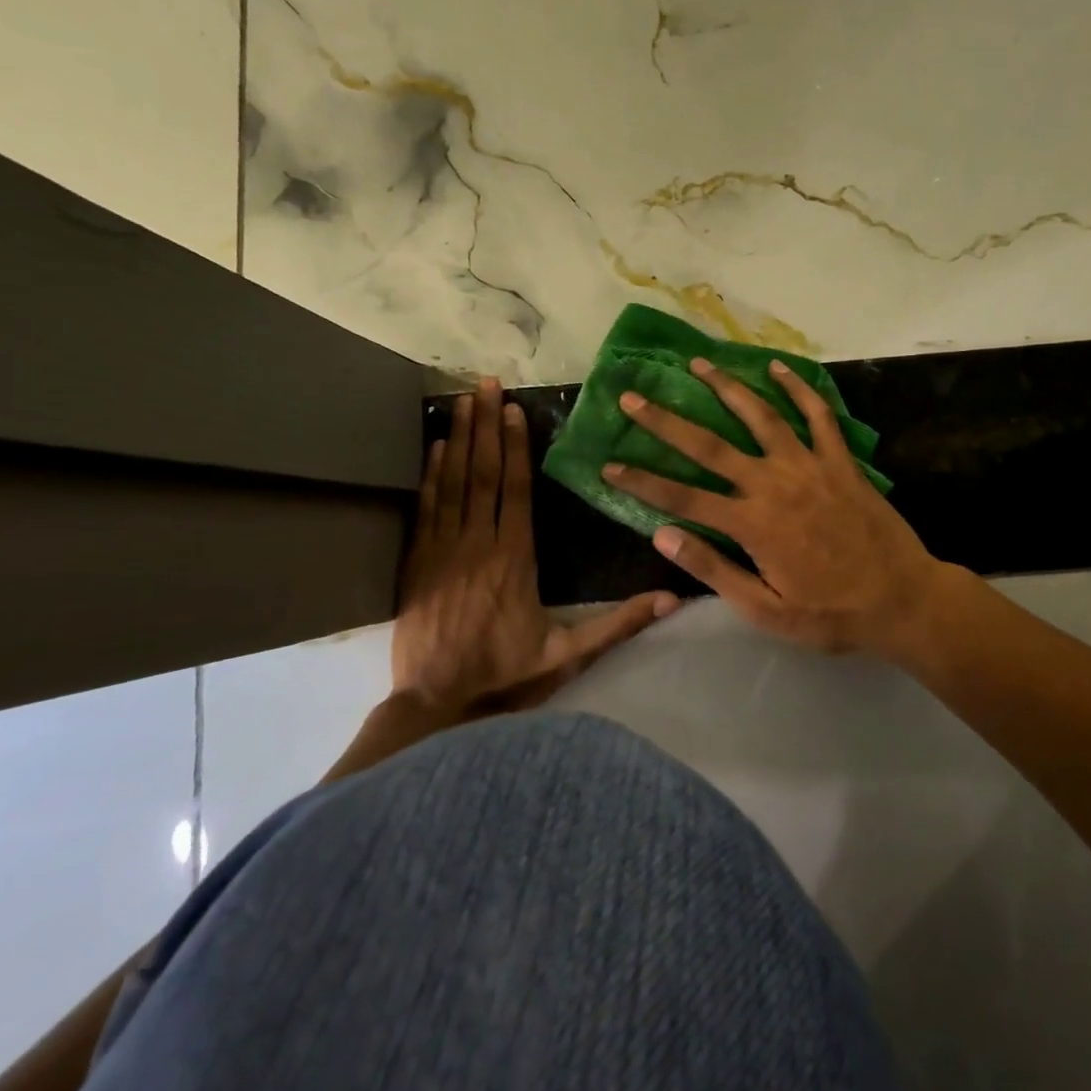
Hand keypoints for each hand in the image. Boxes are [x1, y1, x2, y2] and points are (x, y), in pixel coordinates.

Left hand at [393, 377, 679, 715]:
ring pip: (453, 483)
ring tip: (461, 401)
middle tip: (484, 384)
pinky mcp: (417, 563)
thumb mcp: (569, 655)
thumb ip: (619, 624)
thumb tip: (673, 598)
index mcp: (516, 559)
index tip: (514, 409)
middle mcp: (479, 544)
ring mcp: (443, 551)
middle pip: (484, 474)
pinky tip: (435, 447)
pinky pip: (426, 508)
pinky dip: (430, 475)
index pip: (517, 491)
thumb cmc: (506, 676)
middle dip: (486, 426)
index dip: (516, 448)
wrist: (435, 706)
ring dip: (459, 439)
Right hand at [603, 357, 949, 660]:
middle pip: (709, 446)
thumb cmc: (831, 612)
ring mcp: (809, 466)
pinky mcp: (840, 460)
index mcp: (752, 524)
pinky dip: (799, 388)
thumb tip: (663, 536)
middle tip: (633, 395)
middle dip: (666, 421)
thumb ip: (714, 571)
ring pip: (760, 416)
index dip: (642, 480)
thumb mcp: (766, 610)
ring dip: (727, 387)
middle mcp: (773, 484)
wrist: (902, 599)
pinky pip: (818, 415)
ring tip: (699, 363)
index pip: (682, 498)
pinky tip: (779, 367)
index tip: (609, 462)